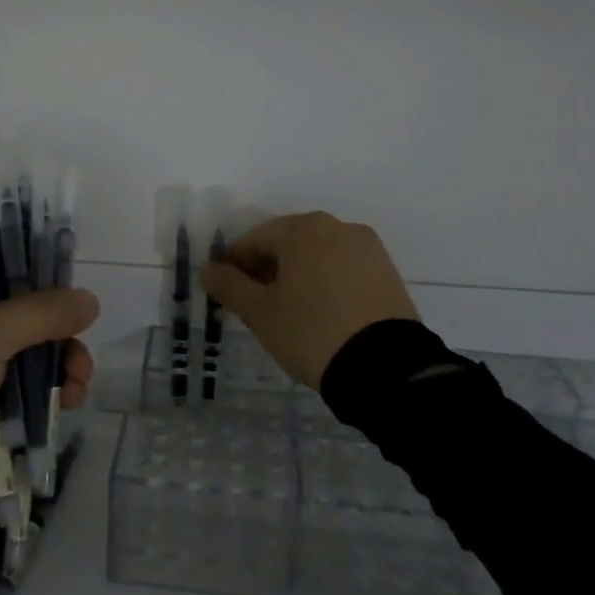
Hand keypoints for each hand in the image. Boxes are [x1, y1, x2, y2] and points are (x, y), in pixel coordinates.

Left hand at [0, 248, 98, 531]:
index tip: (69, 268)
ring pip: (29, 344)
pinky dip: (47, 388)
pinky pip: (23, 381)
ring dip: (60, 360)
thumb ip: (41, 313)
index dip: (32, 253)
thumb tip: (90, 300)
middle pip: (22, 301)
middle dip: (58, 323)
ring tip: (77, 384)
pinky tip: (67, 402)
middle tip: (81, 342)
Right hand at [201, 212, 418, 389]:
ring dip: (296, 275)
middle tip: (254, 304)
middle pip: (287, 243)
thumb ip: (229, 285)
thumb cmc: (311, 332)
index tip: (224, 292)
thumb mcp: (260, 313)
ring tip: (287, 310)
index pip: (254, 240)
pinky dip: (325, 282)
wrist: (385, 368)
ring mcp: (367, 247)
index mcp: (302, 229)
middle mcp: (336, 227)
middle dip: (266, 269)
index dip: (234, 265)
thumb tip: (208, 269)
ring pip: (317, 255)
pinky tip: (319, 311)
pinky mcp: (387, 271)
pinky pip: (343, 268)